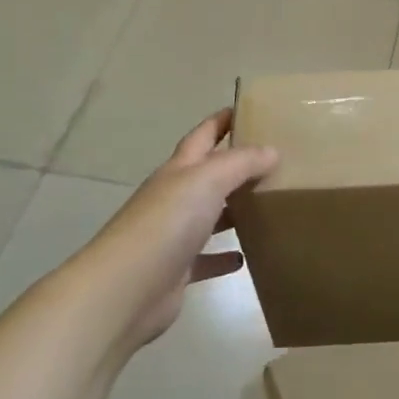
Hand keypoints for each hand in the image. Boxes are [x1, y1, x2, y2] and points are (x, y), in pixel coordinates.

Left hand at [94, 109, 276, 349]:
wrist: (124, 290)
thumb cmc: (167, 223)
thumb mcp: (208, 180)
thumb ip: (241, 163)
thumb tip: (272, 151)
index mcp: (179, 170)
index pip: (202, 135)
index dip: (221, 120)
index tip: (246, 108)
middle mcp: (174, 197)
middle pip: (208, 174)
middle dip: (234, 164)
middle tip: (273, 160)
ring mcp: (173, 235)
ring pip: (210, 216)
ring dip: (234, 210)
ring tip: (267, 205)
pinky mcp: (177, 270)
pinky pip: (206, 259)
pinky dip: (224, 256)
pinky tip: (245, 257)